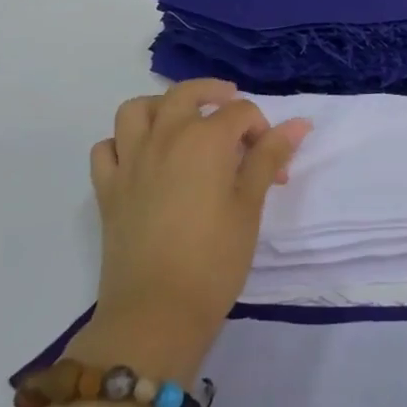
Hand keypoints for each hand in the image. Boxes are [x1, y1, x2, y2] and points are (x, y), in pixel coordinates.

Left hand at [73, 79, 308, 378]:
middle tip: (231, 109)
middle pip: (185, 94)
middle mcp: (164, 138)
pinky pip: (107, 148)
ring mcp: (129, 161)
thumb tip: (299, 123)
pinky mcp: (107, 189)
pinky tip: (143, 160)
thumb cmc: (214, 259)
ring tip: (181, 124)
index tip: (271, 163)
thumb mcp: (250, 206)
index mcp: (204, 139)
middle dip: (213, 93)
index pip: (240, 112)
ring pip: (137, 110)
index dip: (261, 130)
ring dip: (161, 107)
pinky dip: (124, 143)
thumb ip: (268, 157)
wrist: (155, 313)